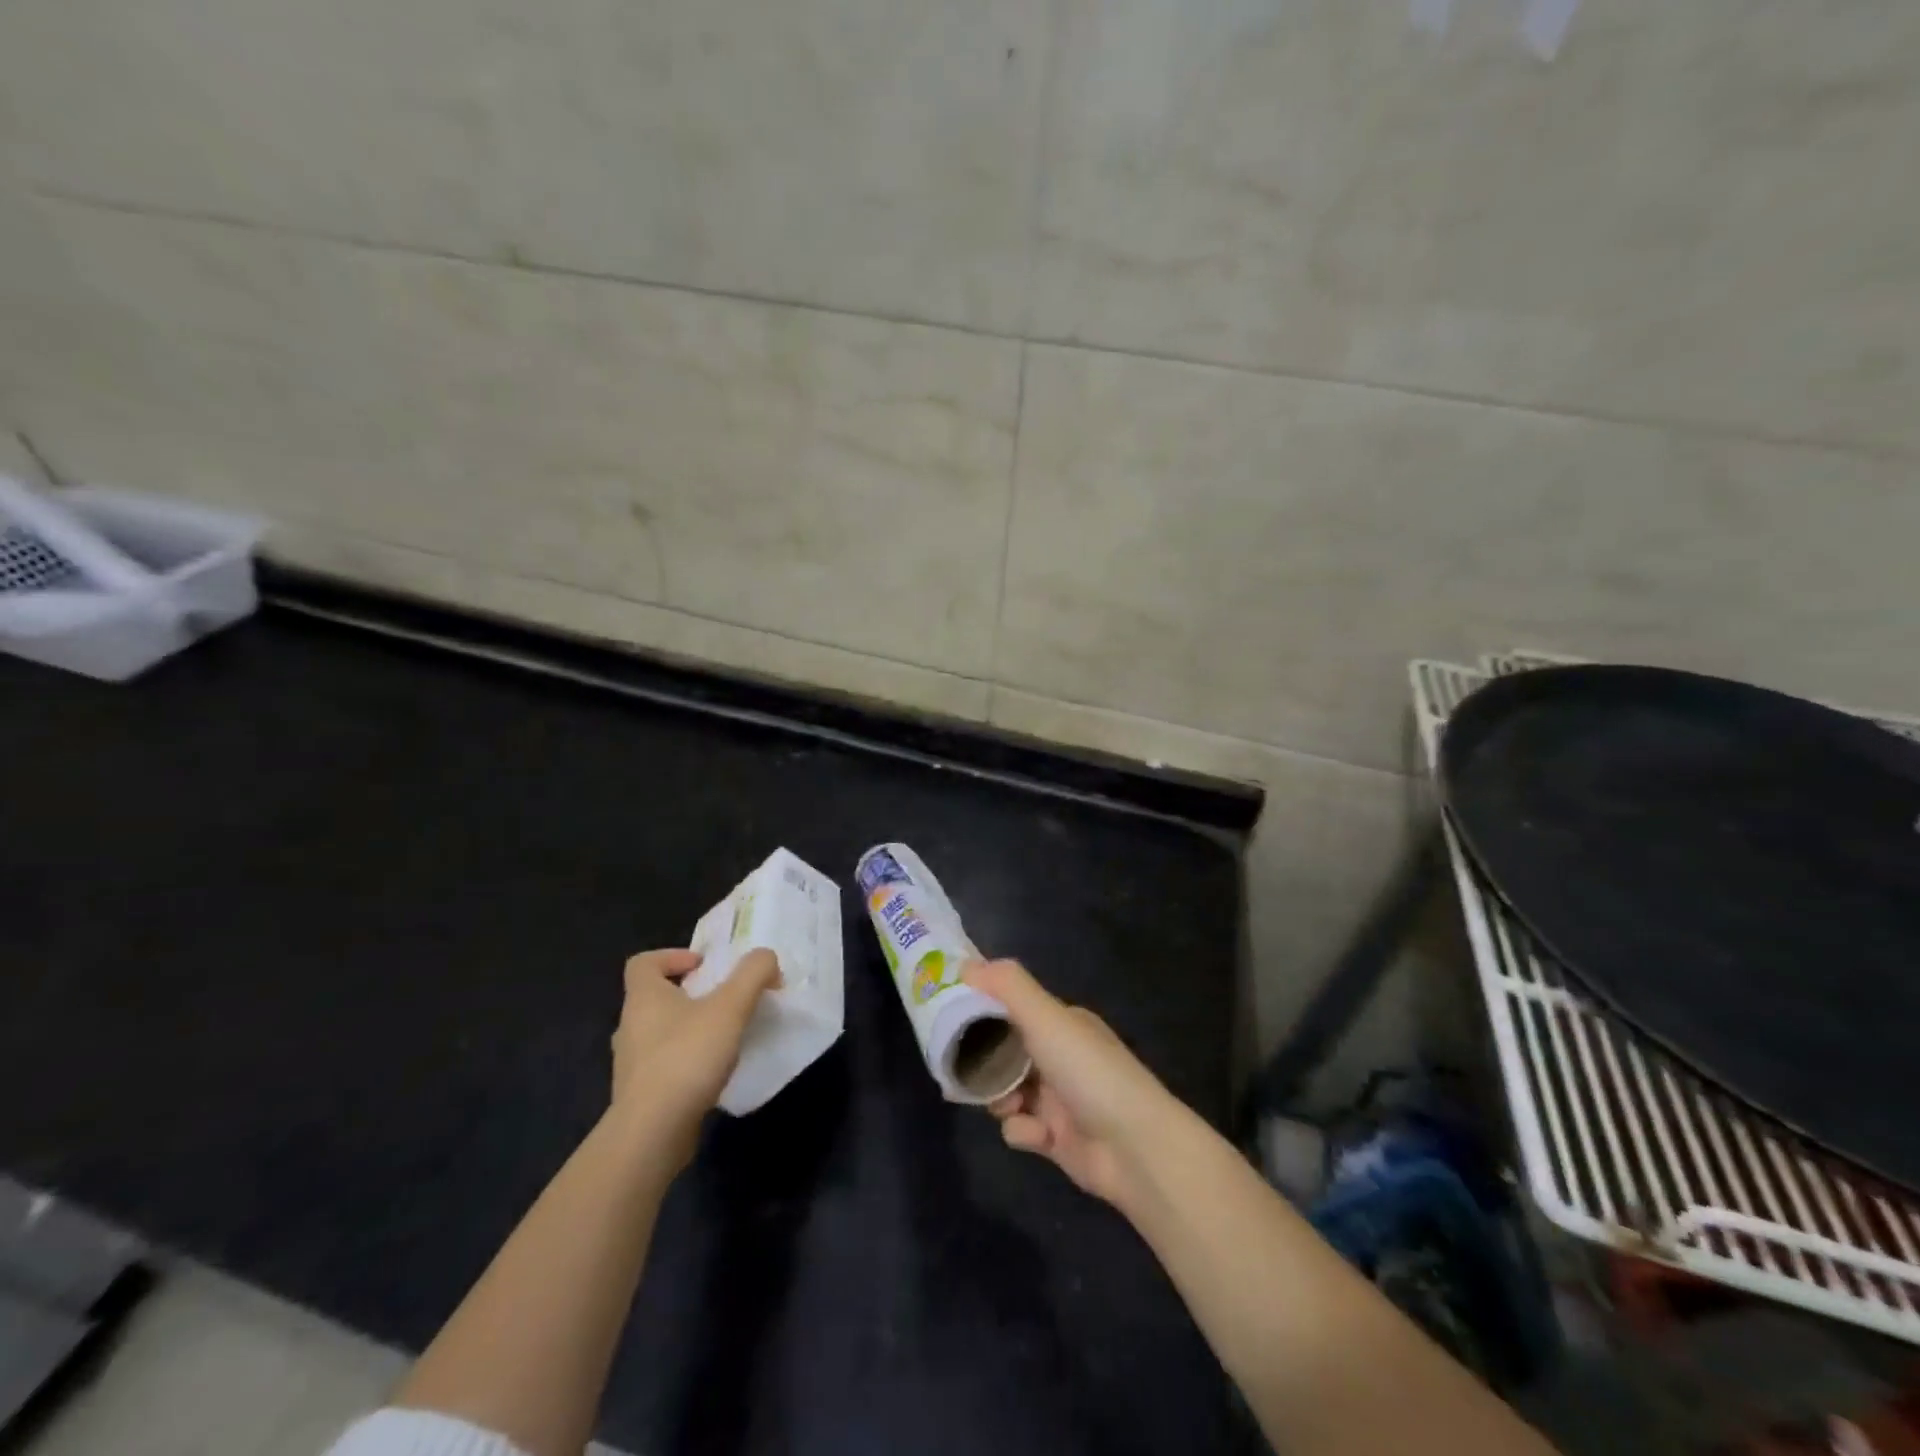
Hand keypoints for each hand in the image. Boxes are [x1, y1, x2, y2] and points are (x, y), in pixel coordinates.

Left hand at [610, 947, 780, 1164]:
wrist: (652, 1133)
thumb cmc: (687, 1058)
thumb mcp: (730, 1006)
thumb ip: (753, 974)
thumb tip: (766, 958)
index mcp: (643, 998)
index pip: (643, 964)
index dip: (672, 956)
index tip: (703, 966)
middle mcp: (630, 1027)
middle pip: (654, 998)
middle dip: (689, 995)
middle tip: (723, 1001)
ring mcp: (631, 1064)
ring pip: (659, 1033)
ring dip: (688, 1029)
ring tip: (723, 1038)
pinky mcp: (639, 1096)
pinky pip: (662, 1066)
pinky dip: (685, 1062)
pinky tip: (712, 1074)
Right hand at [964, 959, 1176, 1208]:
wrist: (1135, 1147)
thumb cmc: (1087, 1071)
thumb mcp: (1046, 1017)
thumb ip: (1007, 986)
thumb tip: (965, 963)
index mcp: (1062, 1023)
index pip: (1013, 1008)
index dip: (982, 1011)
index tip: (950, 1016)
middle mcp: (1060, 1056)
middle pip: (1005, 1052)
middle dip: (984, 1061)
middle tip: (958, 1067)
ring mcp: (1059, 1099)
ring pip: (1007, 1091)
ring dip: (1000, 1098)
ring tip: (1005, 1104)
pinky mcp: (1056, 1139)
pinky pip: (1022, 1128)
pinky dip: (1023, 1130)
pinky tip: (1035, 1133)